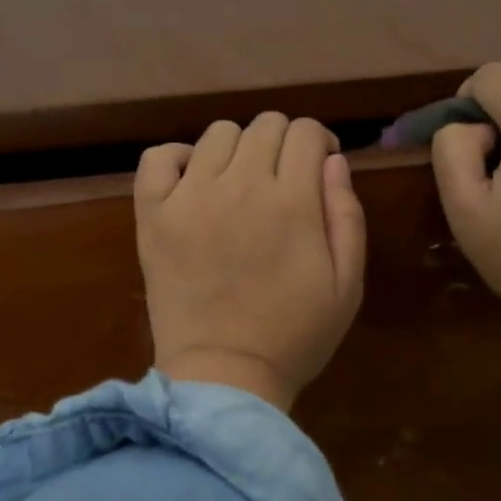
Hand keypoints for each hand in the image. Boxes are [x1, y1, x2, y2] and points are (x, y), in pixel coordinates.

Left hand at [136, 113, 366, 411]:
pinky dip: (179, 158)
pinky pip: (159, 157)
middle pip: (265, 125)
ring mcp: (191, 196)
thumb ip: (347, 216)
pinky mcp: (154, 214)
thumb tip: (333, 161)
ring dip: (238, 150)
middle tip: (284, 181)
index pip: (307, 132)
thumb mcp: (347, 285)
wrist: (224, 375)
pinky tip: (194, 183)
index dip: (320, 142)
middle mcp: (241, 185)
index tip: (320, 168)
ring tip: (240, 185)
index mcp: (293, 201)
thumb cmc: (295, 337)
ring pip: (218, 134)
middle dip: (284, 143)